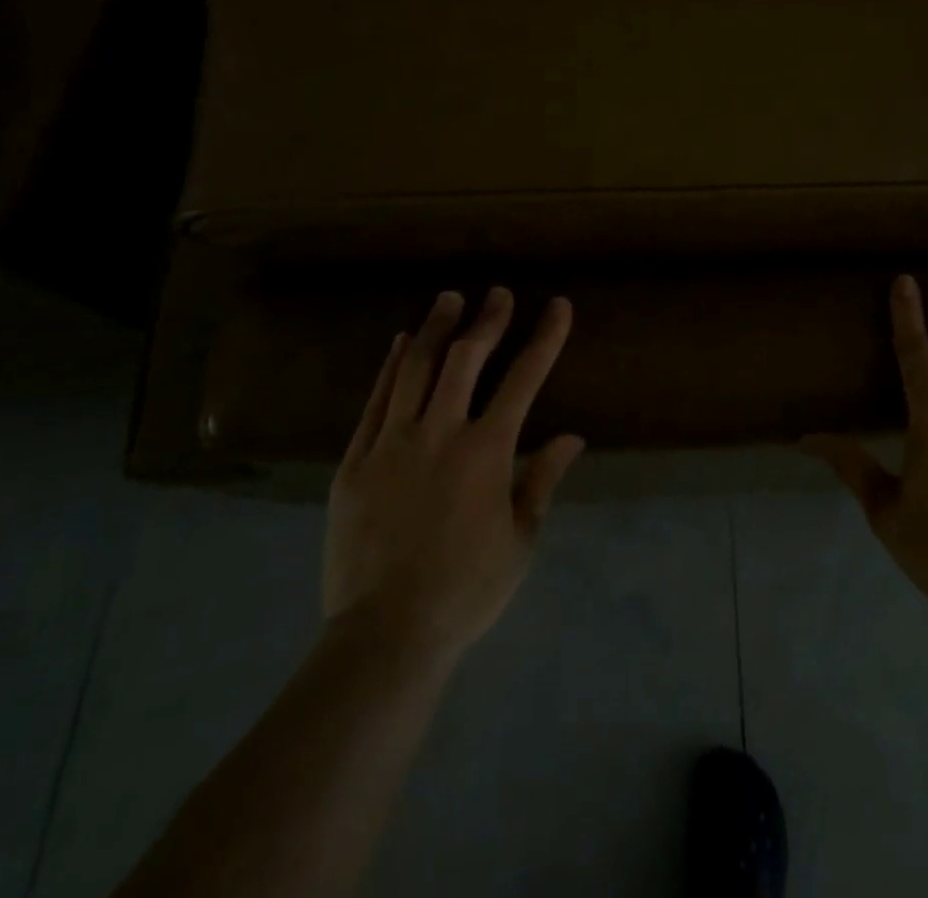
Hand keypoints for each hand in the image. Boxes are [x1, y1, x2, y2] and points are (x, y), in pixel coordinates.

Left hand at [323, 288, 584, 665]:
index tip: (558, 305)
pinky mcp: (355, 461)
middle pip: (465, 359)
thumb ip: (542, 480)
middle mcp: (440, 433)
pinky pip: (376, 400)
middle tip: (498, 294)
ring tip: (449, 299)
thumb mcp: (520, 539)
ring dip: (436, 328)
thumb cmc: (465, 589)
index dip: (545, 338)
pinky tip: (401, 344)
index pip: (524, 379)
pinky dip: (391, 366)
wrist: (385, 634)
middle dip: (487, 320)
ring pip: (416, 368)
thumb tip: (572, 437)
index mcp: (486, 452)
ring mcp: (392, 443)